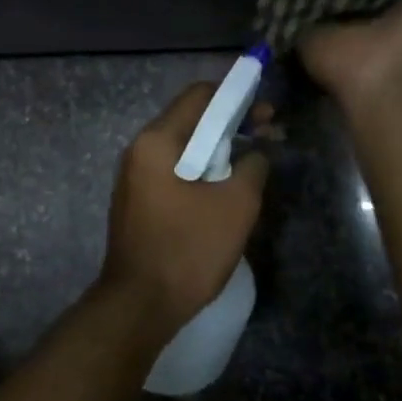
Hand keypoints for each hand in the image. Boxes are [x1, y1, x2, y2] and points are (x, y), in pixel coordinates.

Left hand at [98, 83, 269, 337]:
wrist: (140, 305)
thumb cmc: (188, 249)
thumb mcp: (236, 204)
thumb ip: (253, 165)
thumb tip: (258, 151)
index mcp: (157, 141)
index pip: (199, 95)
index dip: (237, 95)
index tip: (266, 111)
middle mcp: (139, 150)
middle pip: (190, 119)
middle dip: (231, 122)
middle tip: (267, 134)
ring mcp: (135, 177)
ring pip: (183, 147)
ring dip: (218, 147)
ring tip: (251, 160)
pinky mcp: (139, 201)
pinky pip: (174, 170)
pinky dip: (201, 169)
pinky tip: (224, 186)